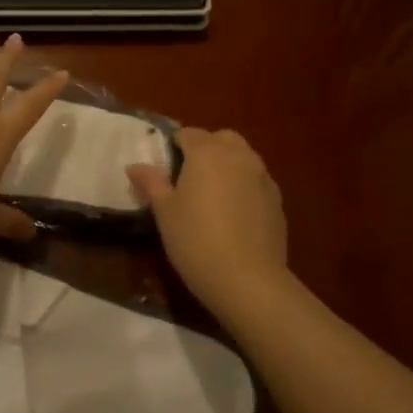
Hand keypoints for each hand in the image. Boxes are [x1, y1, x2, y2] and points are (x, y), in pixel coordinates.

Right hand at [128, 127, 288, 310]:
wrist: (247, 279)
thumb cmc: (195, 240)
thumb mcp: (164, 212)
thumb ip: (151, 183)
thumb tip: (135, 166)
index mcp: (207, 153)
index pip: (188, 134)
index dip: (174, 145)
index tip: (164, 166)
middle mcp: (239, 156)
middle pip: (222, 139)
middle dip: (206, 149)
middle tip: (188, 177)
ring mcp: (263, 177)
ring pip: (243, 158)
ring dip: (227, 166)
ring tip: (212, 195)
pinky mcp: (277, 200)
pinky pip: (256, 181)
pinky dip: (244, 186)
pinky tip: (234, 214)